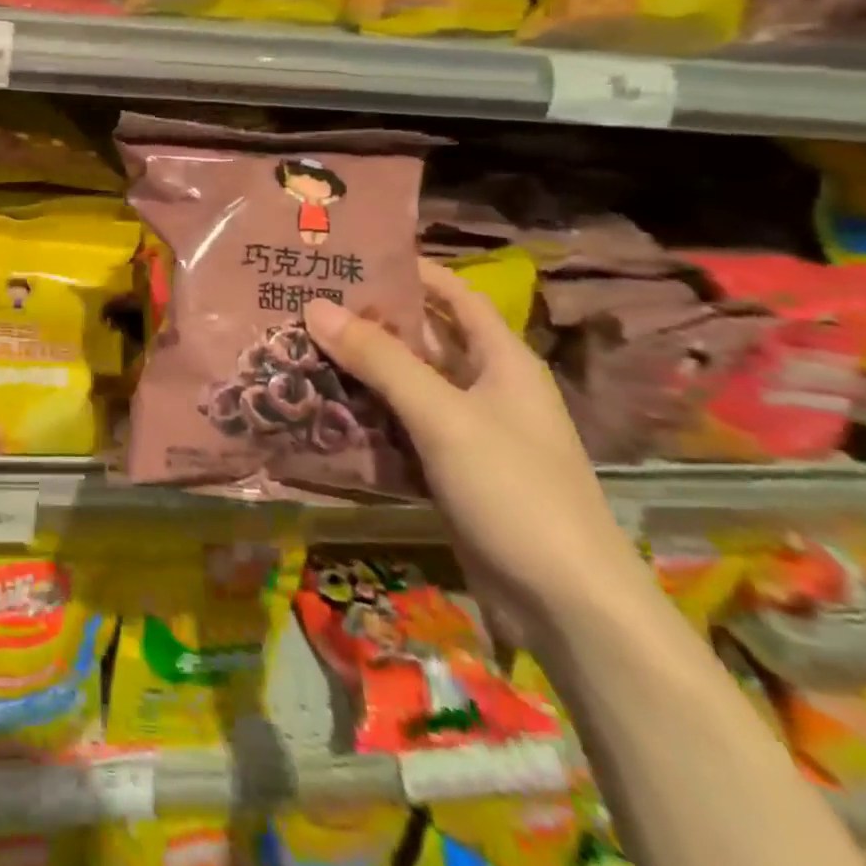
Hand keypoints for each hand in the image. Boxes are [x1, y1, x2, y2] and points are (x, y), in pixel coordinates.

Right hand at [304, 260, 649, 637]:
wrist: (567, 609)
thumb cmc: (515, 491)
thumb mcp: (443, 415)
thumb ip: (379, 360)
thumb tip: (315, 305)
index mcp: (502, 360)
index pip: (454, 296)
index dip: (410, 271)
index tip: (351, 255)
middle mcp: (486, 388)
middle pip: (422, 339)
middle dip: (369, 321)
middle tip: (305, 301)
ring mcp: (468, 433)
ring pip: (405, 386)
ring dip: (360, 369)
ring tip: (298, 346)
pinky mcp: (449, 472)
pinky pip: (400, 428)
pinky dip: (365, 415)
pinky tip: (320, 407)